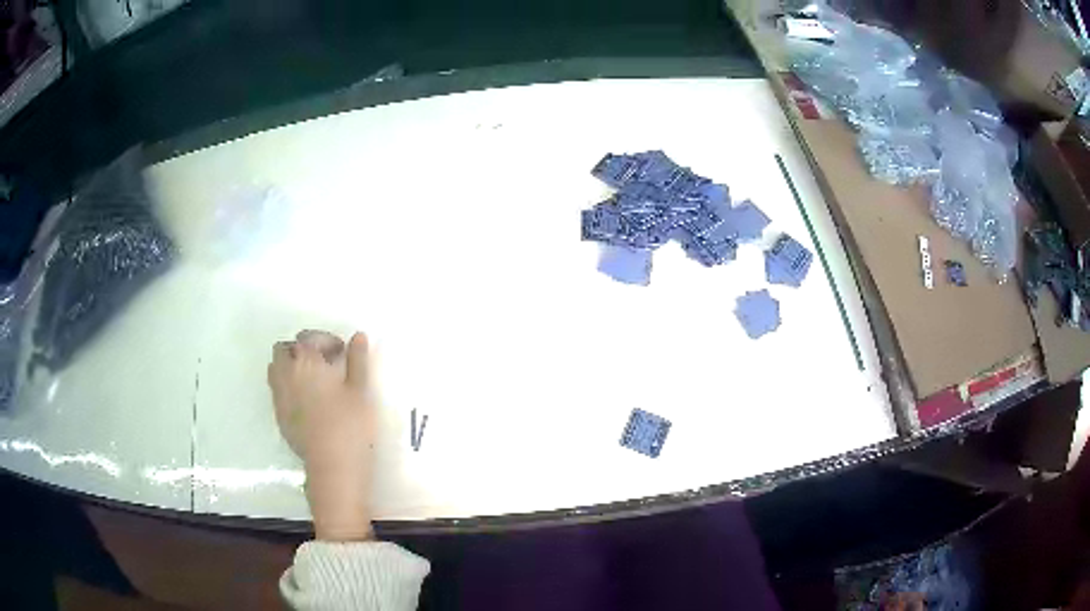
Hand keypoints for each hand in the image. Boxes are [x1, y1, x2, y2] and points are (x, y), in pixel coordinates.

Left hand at [268, 330, 375, 540]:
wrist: (332, 465)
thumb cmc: (350, 424)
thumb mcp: (360, 389)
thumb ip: (358, 360)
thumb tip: (358, 336)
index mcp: (306, 361)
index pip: (308, 337)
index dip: (325, 340)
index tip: (341, 353)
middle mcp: (286, 374)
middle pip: (284, 349)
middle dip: (301, 350)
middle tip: (323, 362)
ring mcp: (279, 396)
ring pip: (276, 368)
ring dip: (290, 366)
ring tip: (311, 380)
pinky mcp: (278, 415)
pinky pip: (277, 390)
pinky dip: (288, 387)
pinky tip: (306, 402)